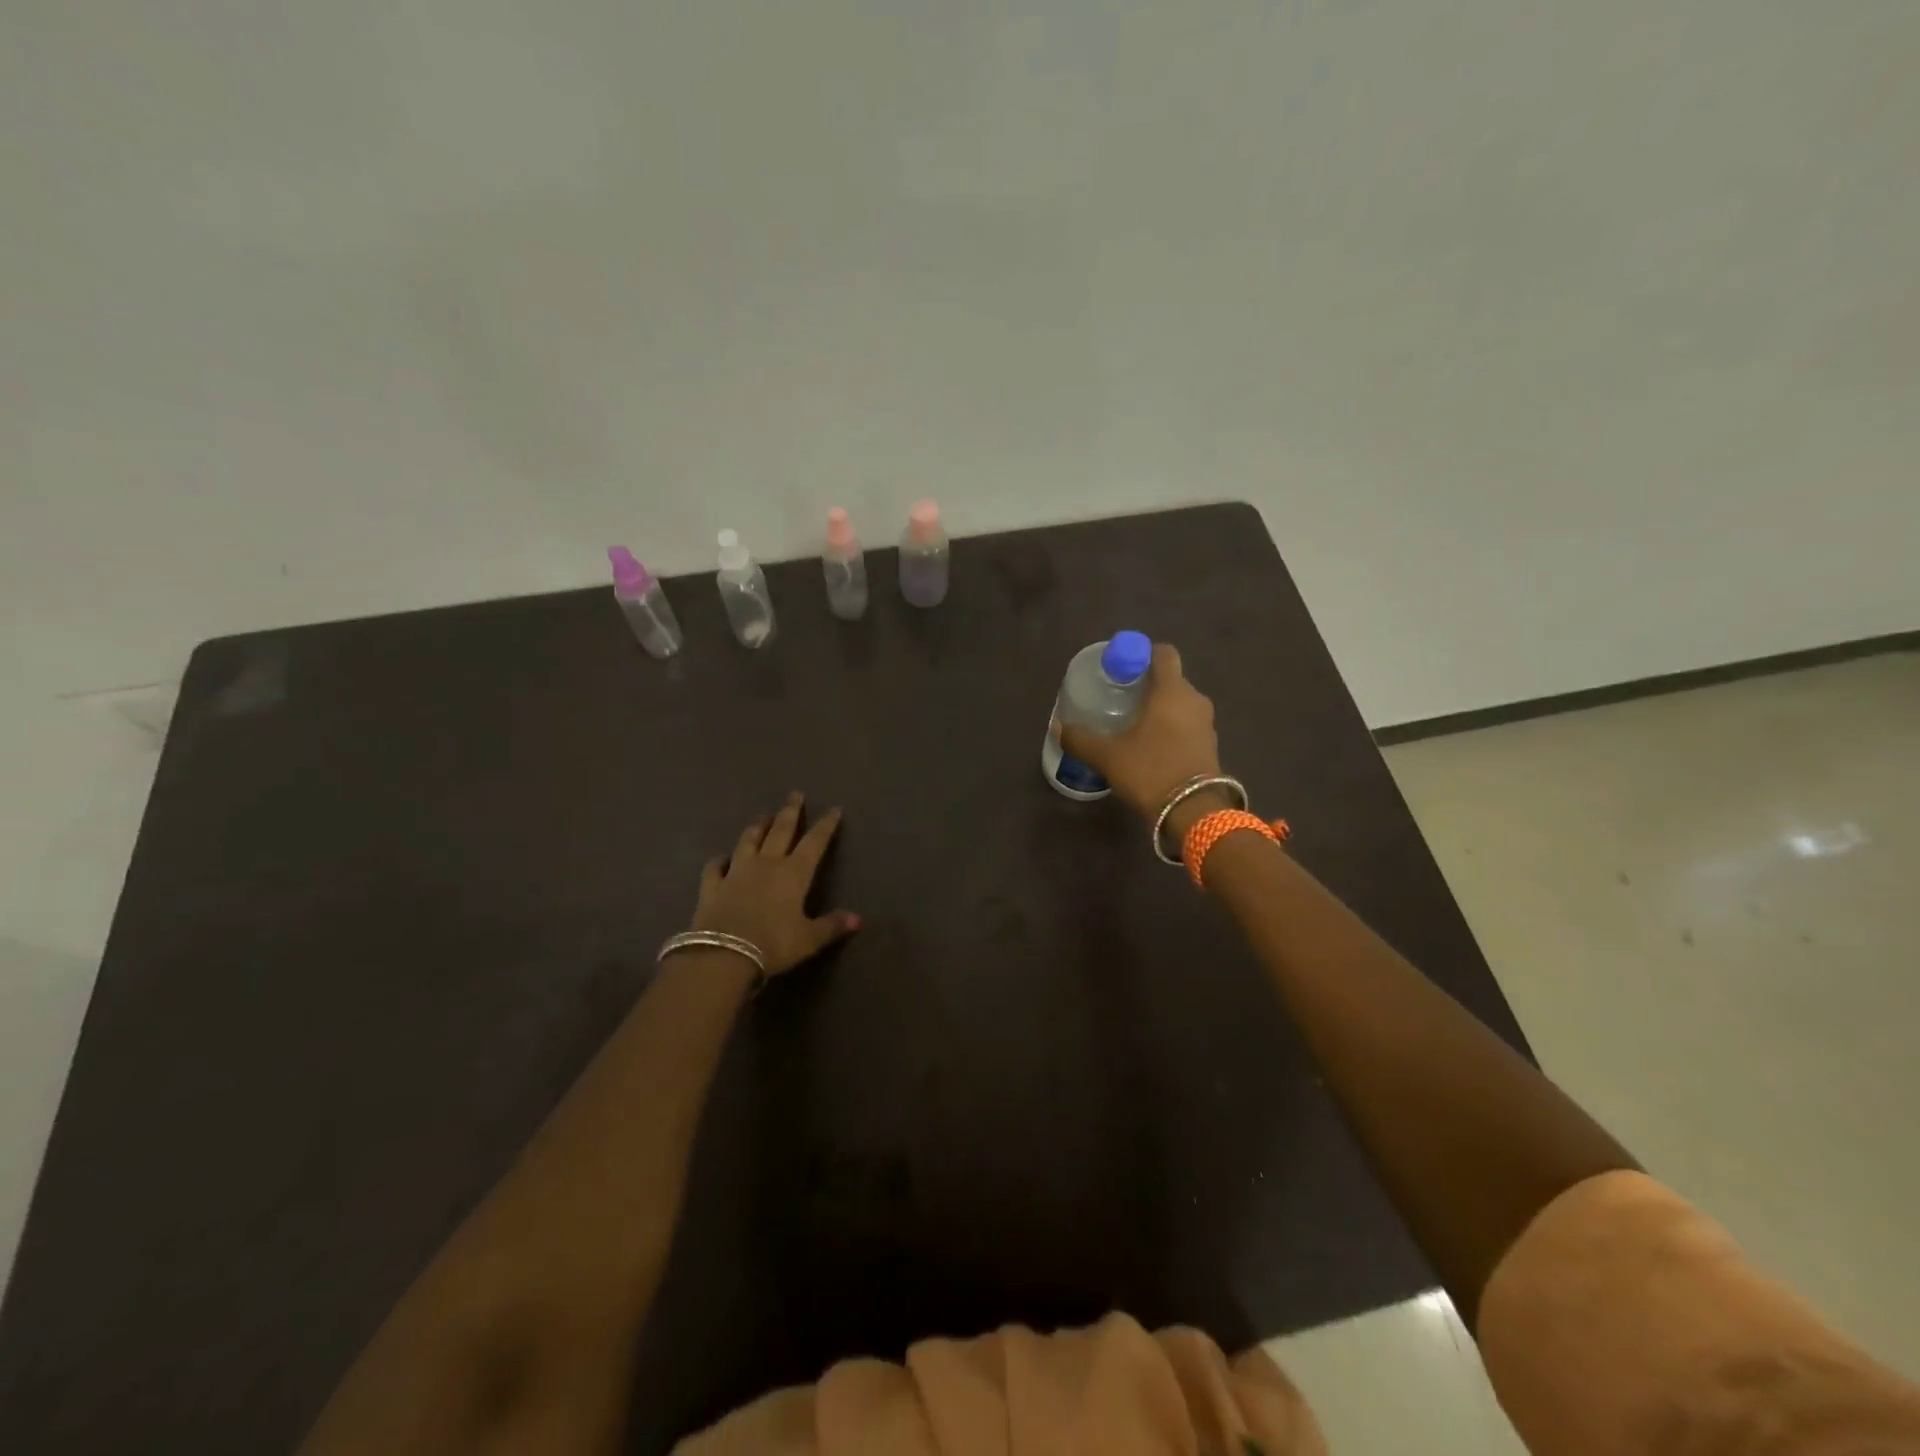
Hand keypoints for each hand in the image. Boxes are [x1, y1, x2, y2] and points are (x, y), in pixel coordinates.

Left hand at [690, 792, 859, 975]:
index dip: (825, 825)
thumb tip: (858, 919)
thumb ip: (832, 926)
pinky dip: (720, 860)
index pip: (814, 842)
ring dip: (757, 827)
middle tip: (795, 794)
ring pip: (748, 841)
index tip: (834, 809)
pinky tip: (722, 858)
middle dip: (790, 812)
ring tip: (763, 816)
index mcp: (794, 873)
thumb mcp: (809, 939)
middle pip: (780, 831)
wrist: (723, 956)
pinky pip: (715, 867)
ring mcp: (736, 872)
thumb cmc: (773, 945)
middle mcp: (766, 864)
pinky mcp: (712, 886)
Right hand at [1059, 645, 1222, 824]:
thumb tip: (1057, 727)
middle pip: (1170, 679)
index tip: (1121, 667)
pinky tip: (1149, 746)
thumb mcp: (1107, 756)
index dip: (1142, 653)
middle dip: (1146, 685)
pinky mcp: (1209, 747)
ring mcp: (1206, 724)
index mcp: (1172, 691)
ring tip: (1131, 724)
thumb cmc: (1151, 771)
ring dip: (1158, 709)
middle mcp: (1194, 700)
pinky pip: (1186, 726)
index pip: (1163, 653)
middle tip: (1119, 698)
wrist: (1194, 813)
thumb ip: (1080, 739)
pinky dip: (1169, 729)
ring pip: (1179, 704)